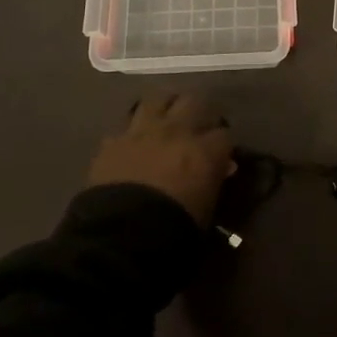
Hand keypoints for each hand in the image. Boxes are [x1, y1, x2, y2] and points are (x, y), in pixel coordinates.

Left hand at [88, 92, 235, 225]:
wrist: (119, 237)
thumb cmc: (173, 231)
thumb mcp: (206, 210)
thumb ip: (214, 181)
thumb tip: (222, 167)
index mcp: (204, 151)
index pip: (223, 134)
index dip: (222, 143)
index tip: (220, 153)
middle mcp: (176, 131)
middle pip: (193, 101)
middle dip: (197, 112)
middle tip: (196, 126)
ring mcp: (142, 132)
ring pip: (158, 99)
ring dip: (164, 107)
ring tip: (165, 119)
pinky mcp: (112, 141)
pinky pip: (126, 124)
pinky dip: (132, 130)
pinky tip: (133, 140)